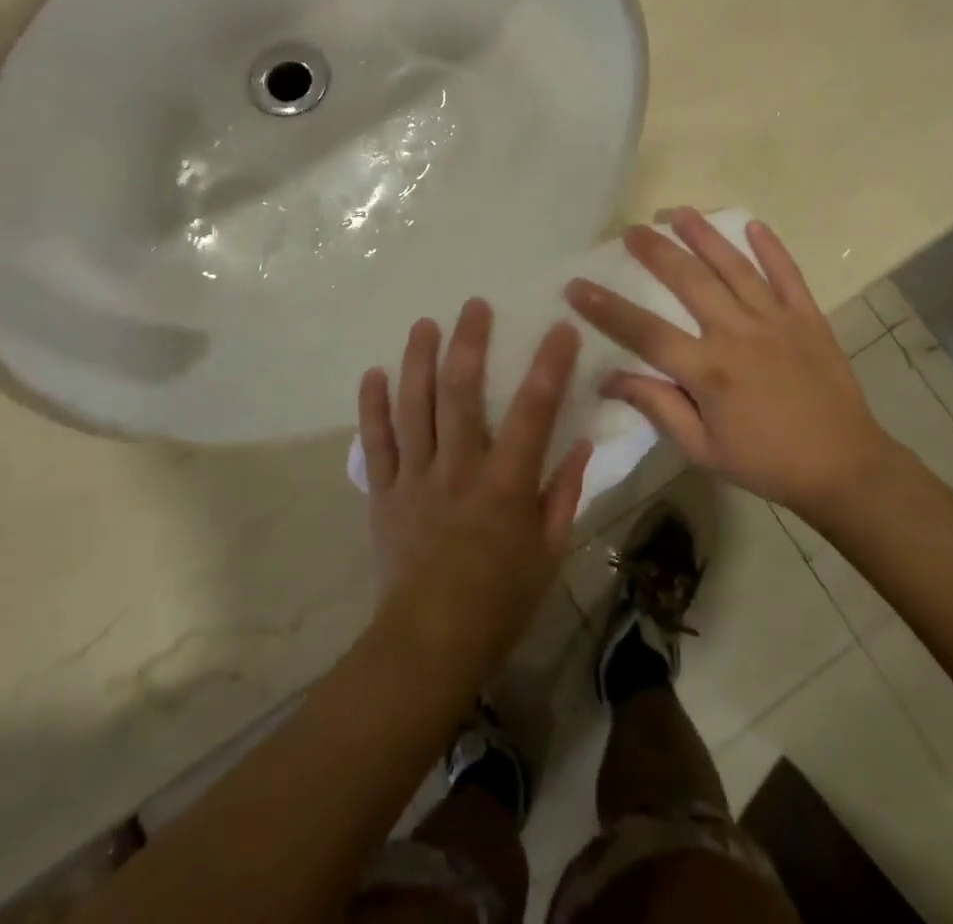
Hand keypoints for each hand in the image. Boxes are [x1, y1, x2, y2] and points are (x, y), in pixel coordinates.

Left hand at [358, 299, 593, 674]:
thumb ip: (564, 494)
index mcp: (505, 485)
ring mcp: (415, 478)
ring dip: (418, 361)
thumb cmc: (500, 602)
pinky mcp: (384, 493)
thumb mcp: (549, 553)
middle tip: (474, 306)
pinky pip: (375, 443)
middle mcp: (458, 469)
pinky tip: (374, 374)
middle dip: (469, 343)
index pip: (533, 412)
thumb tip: (580, 443)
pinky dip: (372, 407)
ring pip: (414, 407)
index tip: (560, 328)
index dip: (549, 365)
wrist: (428, 646)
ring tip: (424, 325)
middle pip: (461, 393)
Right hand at [565, 210, 897, 519]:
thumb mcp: (702, 449)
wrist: (845, 467)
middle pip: (688, 281)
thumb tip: (609, 379)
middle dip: (655, 251)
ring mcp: (776, 320)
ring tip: (677, 212)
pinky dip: (771, 248)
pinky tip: (753, 224)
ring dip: (704, 235)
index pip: (645, 332)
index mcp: (708, 370)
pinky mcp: (808, 317)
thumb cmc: (766, 462)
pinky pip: (788, 274)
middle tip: (630, 229)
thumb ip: (658, 407)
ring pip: (734, 267)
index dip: (606, 308)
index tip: (576, 285)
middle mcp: (738, 334)